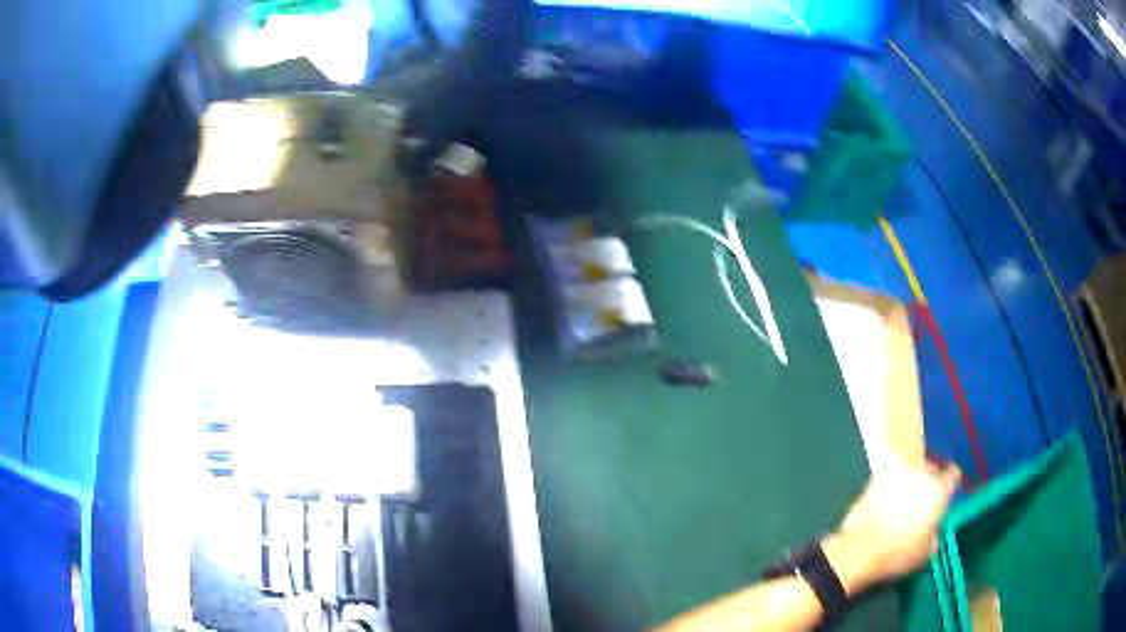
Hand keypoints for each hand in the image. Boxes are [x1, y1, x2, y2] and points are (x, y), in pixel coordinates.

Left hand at [821, 460, 961, 595]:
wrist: (858, 551)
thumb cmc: (895, 555)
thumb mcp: (924, 554)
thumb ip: (934, 536)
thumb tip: (931, 533)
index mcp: (939, 491)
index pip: (952, 475)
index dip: (950, 482)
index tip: (947, 490)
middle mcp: (921, 475)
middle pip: (931, 467)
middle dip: (929, 478)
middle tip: (924, 495)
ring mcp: (897, 474)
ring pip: (910, 467)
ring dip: (910, 477)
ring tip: (905, 495)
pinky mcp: (875, 478)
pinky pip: (889, 475)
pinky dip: (890, 483)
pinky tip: (886, 498)